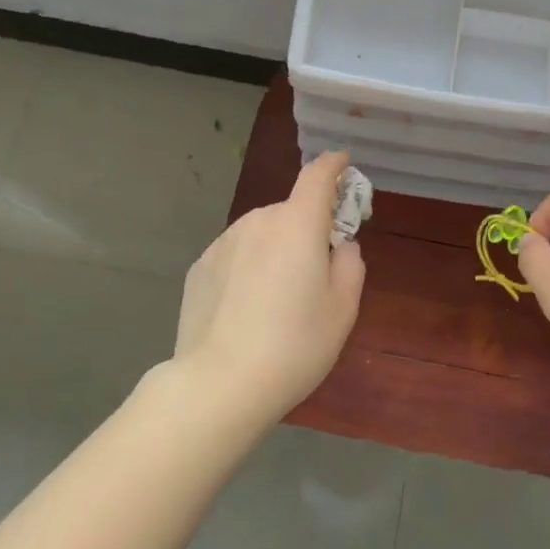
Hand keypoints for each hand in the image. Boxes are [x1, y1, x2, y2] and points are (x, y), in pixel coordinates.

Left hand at [174, 151, 365, 422]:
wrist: (218, 384)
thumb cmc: (294, 344)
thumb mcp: (343, 308)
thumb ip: (350, 264)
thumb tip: (338, 246)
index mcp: (298, 224)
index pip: (318, 175)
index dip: (333, 165)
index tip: (343, 163)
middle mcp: (258, 221)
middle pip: (290, 213)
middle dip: (305, 230)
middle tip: (313, 276)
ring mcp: (223, 242)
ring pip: (261, 235)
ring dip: (274, 251)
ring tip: (275, 302)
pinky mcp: (200, 267)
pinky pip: (235, 256)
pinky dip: (247, 269)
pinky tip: (244, 312)